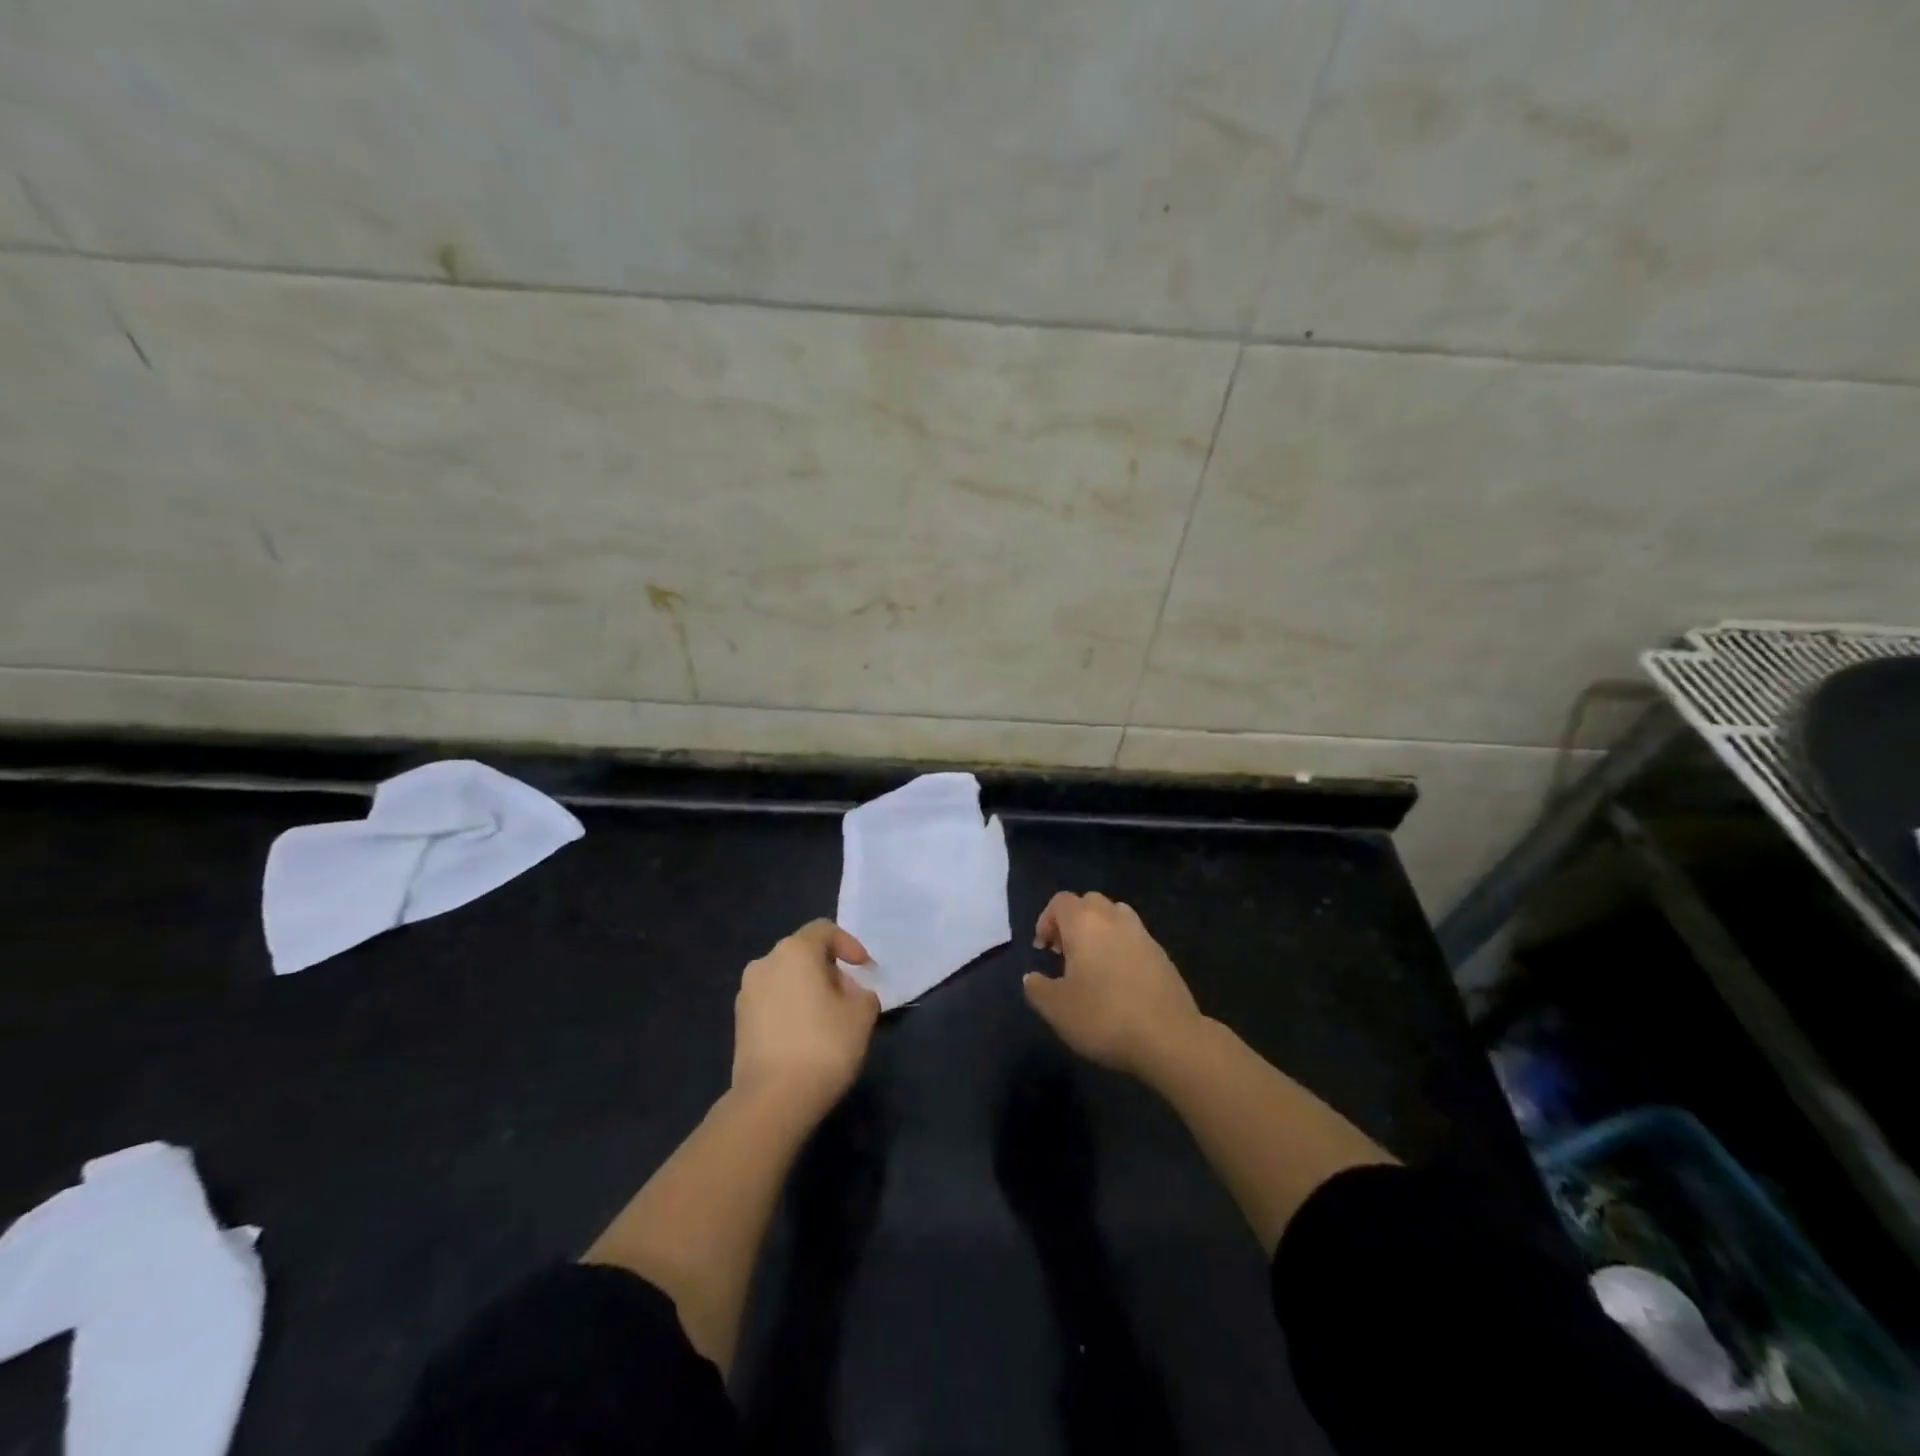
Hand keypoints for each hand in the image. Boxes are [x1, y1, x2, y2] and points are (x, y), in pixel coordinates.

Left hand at [732, 920, 880, 1122]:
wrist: (772, 1100)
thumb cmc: (823, 1046)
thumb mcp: (861, 1014)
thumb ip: (862, 993)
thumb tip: (848, 992)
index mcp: (794, 951)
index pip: (824, 930)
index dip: (849, 944)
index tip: (864, 968)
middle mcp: (765, 963)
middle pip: (803, 953)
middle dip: (829, 969)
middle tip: (849, 995)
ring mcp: (747, 993)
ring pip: (785, 978)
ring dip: (808, 989)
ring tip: (828, 1018)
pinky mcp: (739, 1022)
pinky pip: (772, 1001)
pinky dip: (790, 1008)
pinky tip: (805, 1036)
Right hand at [1024, 892, 1203, 1080]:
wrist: (1169, 1038)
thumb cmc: (1104, 1017)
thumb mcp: (1056, 1009)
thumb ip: (1037, 988)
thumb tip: (1031, 977)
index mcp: (1085, 923)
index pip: (1060, 901)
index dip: (1046, 920)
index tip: (1043, 950)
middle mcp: (1114, 918)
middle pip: (1089, 903)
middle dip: (1073, 921)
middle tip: (1065, 954)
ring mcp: (1143, 934)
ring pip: (1115, 916)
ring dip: (1099, 931)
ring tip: (1092, 964)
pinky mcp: (1162, 955)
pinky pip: (1134, 939)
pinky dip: (1121, 948)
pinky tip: (1118, 981)